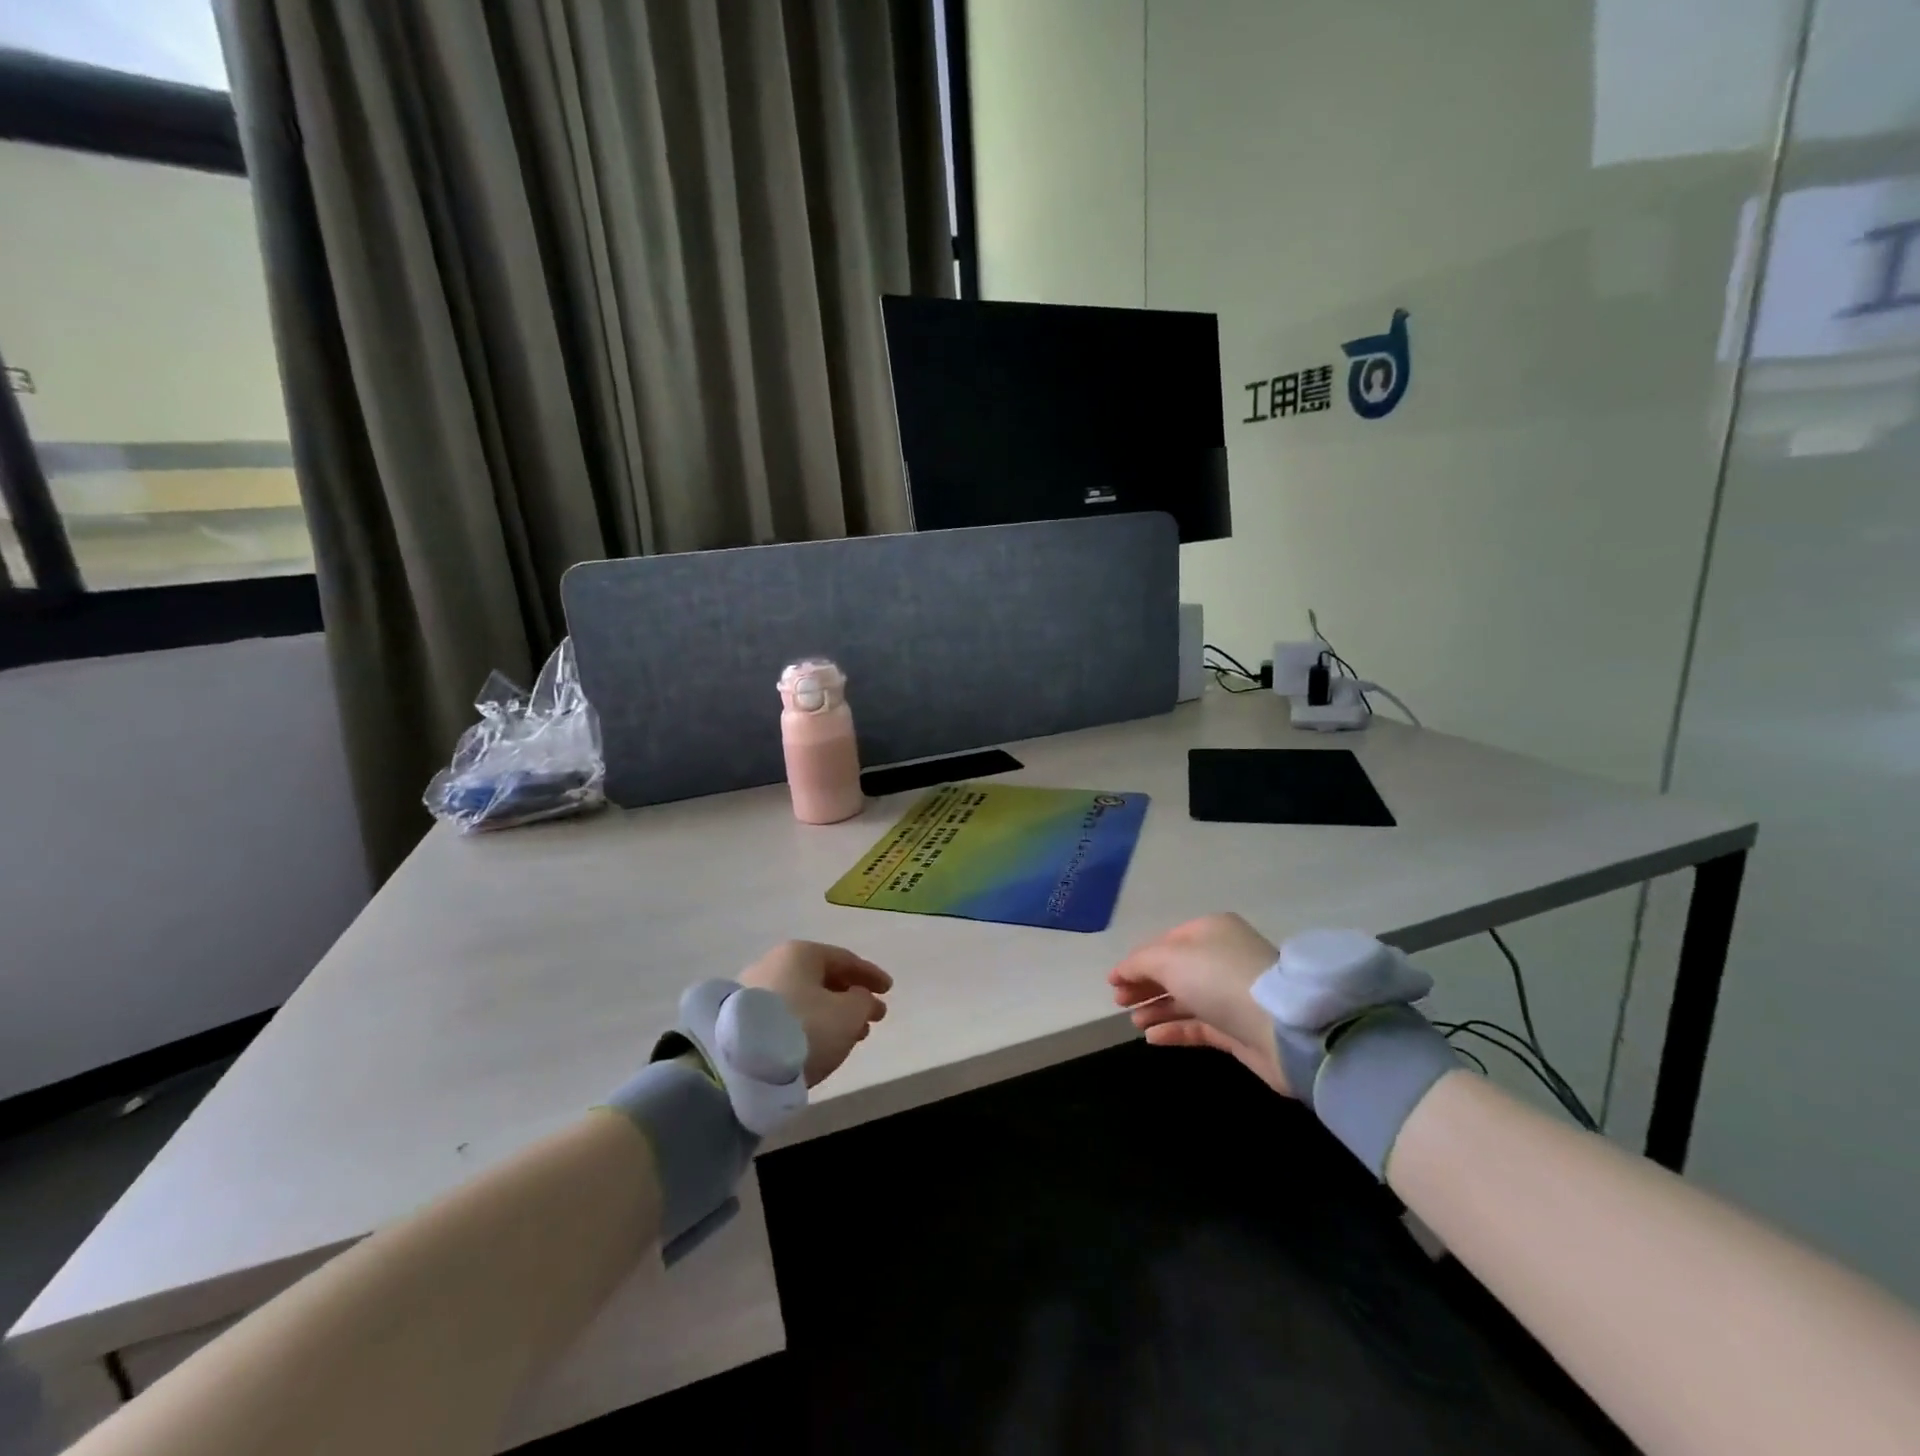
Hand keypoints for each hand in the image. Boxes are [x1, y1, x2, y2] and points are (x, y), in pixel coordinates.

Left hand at [740, 941, 891, 1086]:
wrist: (740, 1066)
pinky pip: (786, 1015)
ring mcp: (753, 991)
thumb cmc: (804, 1028)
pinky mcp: (741, 1020)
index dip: (870, 975)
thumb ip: (863, 1002)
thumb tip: (860, 999)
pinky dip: (808, 1024)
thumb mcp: (848, 1014)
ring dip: (831, 1014)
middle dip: (851, 997)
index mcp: (800, 953)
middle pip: (821, 978)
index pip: (844, 959)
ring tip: (851, 1036)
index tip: (889, 991)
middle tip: (872, 1017)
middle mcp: (774, 963)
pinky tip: (819, 1043)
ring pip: (804, 998)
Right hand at [1108, 913, 1290, 1095]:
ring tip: (1134, 1022)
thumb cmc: (1219, 979)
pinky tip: (1152, 1038)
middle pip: (1173, 971)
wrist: (1281, 1028)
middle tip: (1119, 1002)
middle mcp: (1222, 957)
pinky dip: (1174, 1029)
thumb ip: (1140, 963)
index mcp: (1210, 931)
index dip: (1136, 961)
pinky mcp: (1238, 1028)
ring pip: (1185, 999)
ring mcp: (1231, 994)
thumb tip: (1122, 972)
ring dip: (1156, 1008)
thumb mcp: (1170, 959)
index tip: (1113, 982)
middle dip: (1144, 985)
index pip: (1164, 942)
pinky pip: (1198, 1025)